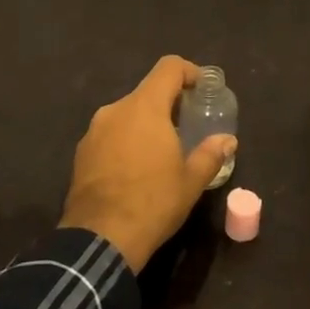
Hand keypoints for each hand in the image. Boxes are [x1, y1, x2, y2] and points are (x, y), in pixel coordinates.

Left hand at [60, 55, 237, 272]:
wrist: (99, 240)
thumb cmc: (153, 203)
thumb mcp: (191, 182)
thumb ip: (211, 154)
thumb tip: (228, 140)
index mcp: (145, 107)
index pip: (169, 67)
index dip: (189, 71)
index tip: (201, 89)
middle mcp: (116, 109)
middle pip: (148, 92)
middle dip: (169, 104)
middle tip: (187, 128)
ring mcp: (94, 130)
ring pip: (127, 114)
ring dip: (146, 124)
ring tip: (161, 152)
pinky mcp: (81, 152)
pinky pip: (110, 134)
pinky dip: (126, 141)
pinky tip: (135, 170)